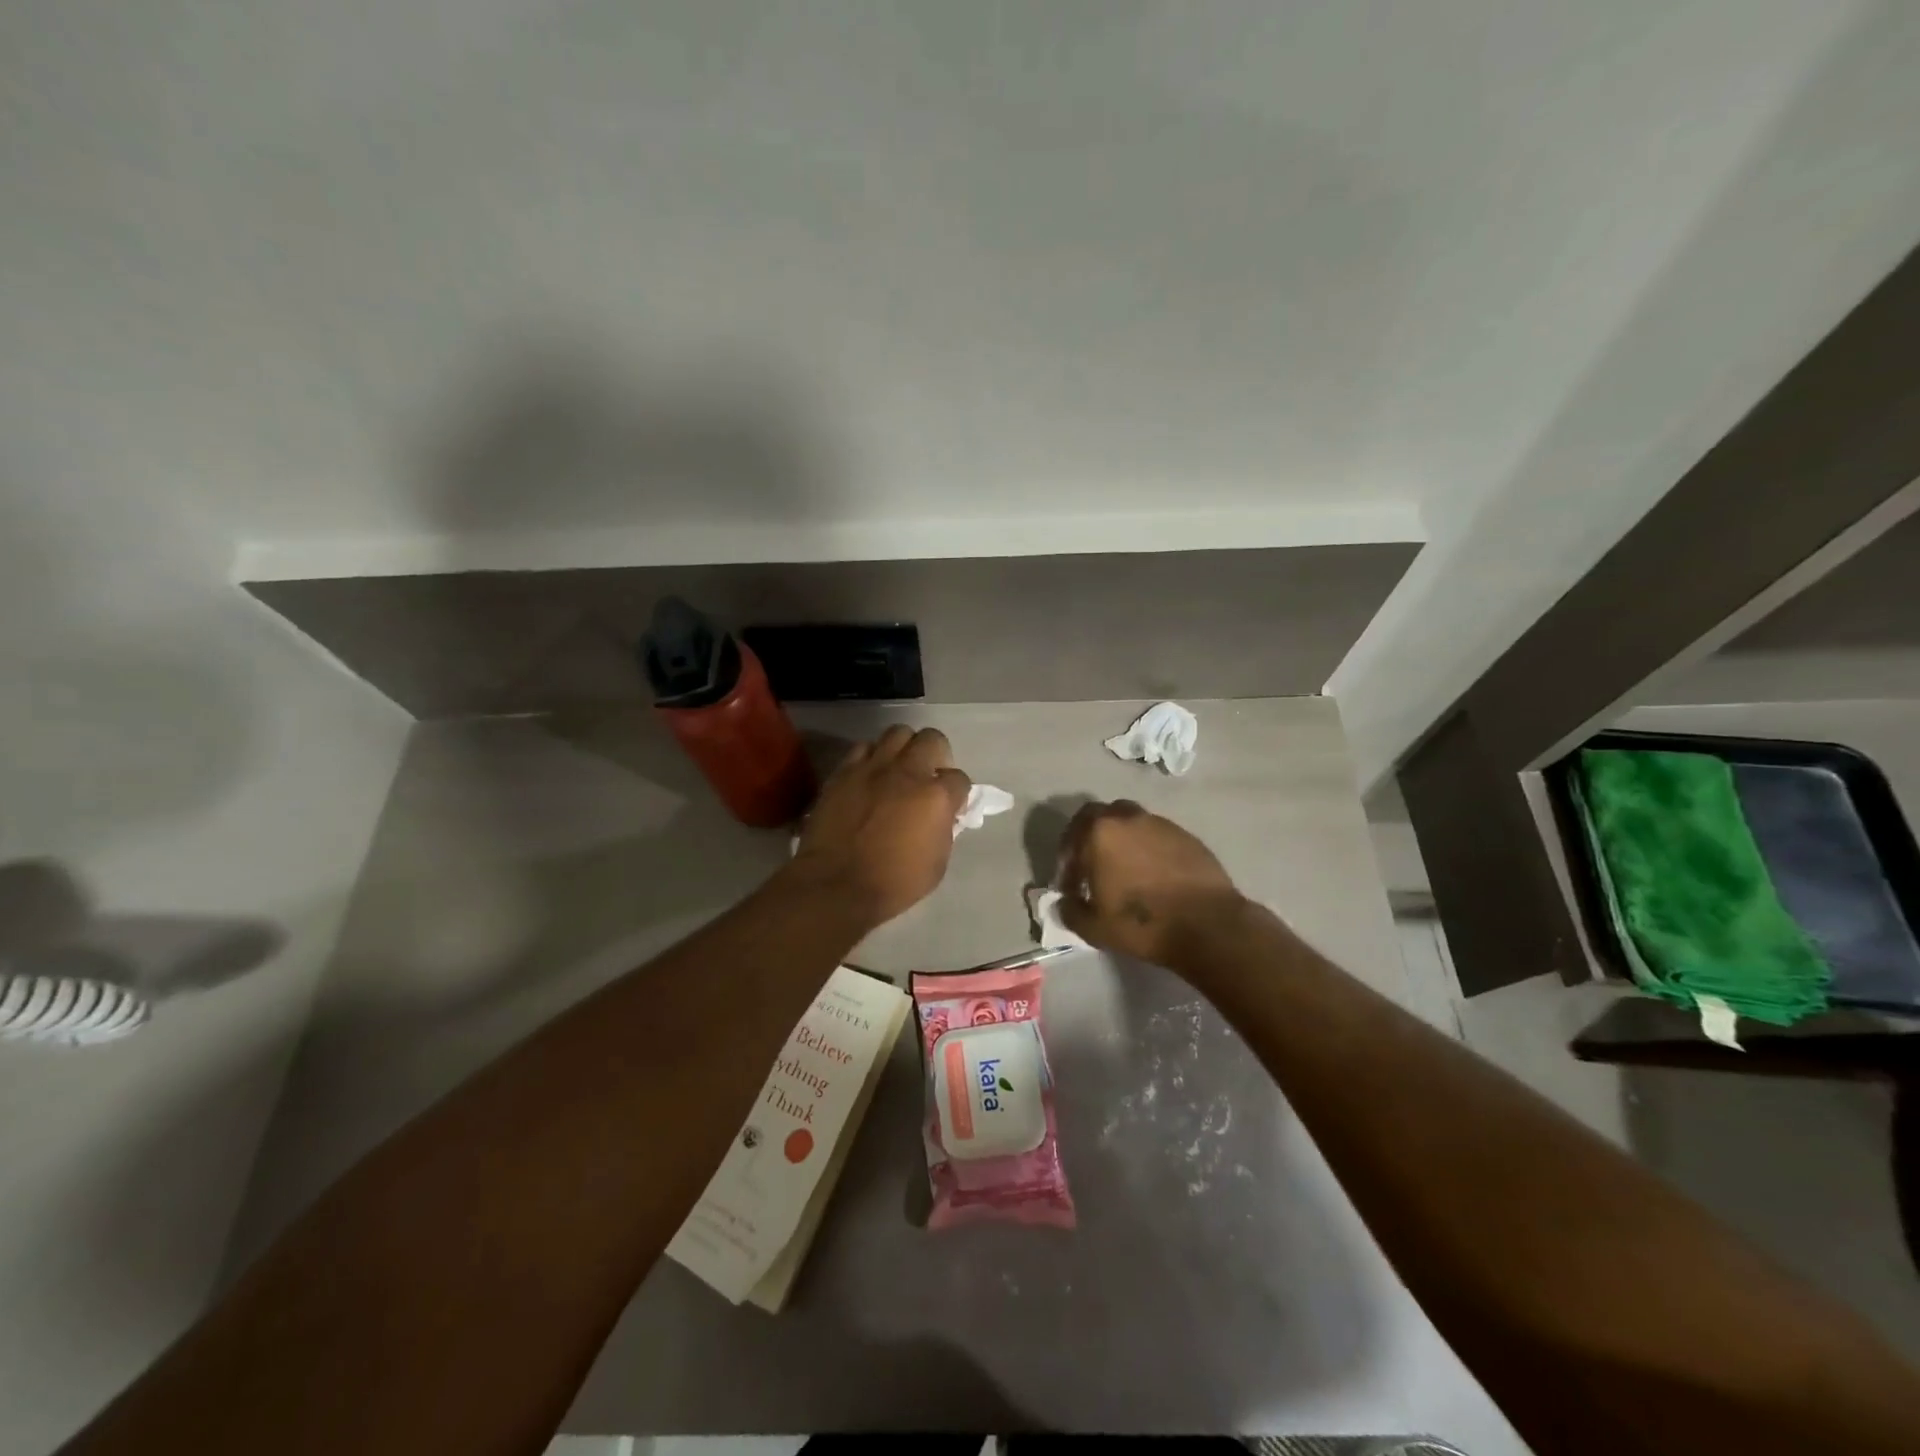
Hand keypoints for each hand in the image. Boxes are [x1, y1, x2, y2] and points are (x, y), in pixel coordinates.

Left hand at [790, 725, 971, 927]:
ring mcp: (873, 768)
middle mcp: (908, 772)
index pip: (959, 779)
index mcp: (936, 797)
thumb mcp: (937, 864)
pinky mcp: (844, 771)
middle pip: (932, 739)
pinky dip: (871, 758)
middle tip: (928, 777)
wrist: (835, 885)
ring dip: (904, 749)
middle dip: (936, 755)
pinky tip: (869, 776)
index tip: (950, 806)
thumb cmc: (893, 883)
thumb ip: (944, 830)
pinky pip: (863, 748)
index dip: (957, 792)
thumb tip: (942, 816)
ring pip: (897, 734)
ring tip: (898, 770)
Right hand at [1057, 800, 1245, 967]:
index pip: (1071, 836)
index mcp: (1100, 833)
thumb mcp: (1094, 927)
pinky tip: (1153, 875)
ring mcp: (1161, 824)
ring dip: (1121, 841)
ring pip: (1131, 822)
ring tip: (1124, 871)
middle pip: (1100, 816)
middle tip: (1091, 866)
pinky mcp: (1187, 836)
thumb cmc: (1142, 924)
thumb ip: (1070, 911)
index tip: (1070, 886)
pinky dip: (1148, 849)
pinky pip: (1157, 836)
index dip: (1066, 861)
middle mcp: (1129, 818)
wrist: (1208, 926)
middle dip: (1090, 838)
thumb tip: (1066, 902)